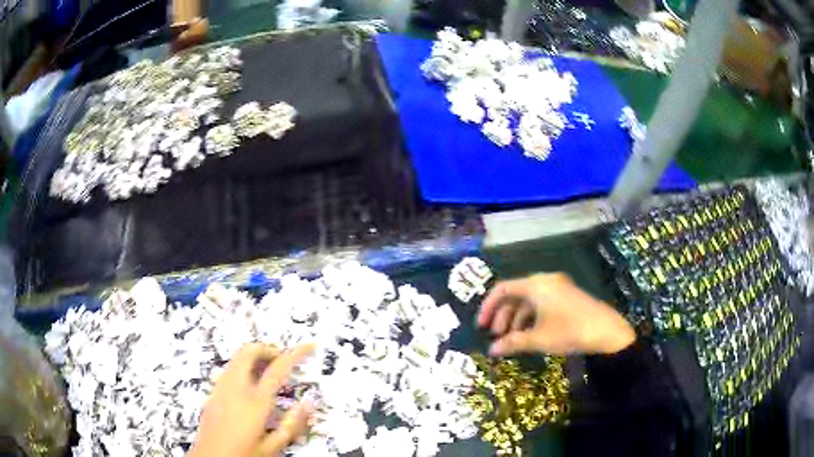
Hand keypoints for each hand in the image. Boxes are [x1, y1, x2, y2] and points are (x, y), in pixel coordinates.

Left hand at [189, 343, 314, 456]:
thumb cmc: (244, 454)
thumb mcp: (273, 446)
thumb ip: (291, 424)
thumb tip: (308, 403)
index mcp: (256, 401)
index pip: (278, 368)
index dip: (295, 353)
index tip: (309, 346)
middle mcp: (236, 387)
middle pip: (249, 351)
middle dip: (267, 348)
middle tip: (282, 359)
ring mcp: (220, 387)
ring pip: (236, 357)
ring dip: (254, 357)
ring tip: (268, 371)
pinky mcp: (212, 392)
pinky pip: (228, 369)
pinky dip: (242, 367)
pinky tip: (249, 385)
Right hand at [478, 273, 634, 355]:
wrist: (607, 331)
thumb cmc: (569, 331)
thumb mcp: (538, 339)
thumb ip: (512, 343)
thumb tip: (491, 351)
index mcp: (536, 284)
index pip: (503, 289)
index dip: (489, 307)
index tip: (481, 327)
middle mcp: (546, 281)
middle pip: (515, 294)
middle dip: (503, 316)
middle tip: (496, 337)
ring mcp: (558, 288)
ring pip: (529, 300)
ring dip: (516, 319)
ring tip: (511, 340)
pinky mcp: (567, 297)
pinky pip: (541, 303)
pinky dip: (531, 318)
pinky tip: (529, 335)